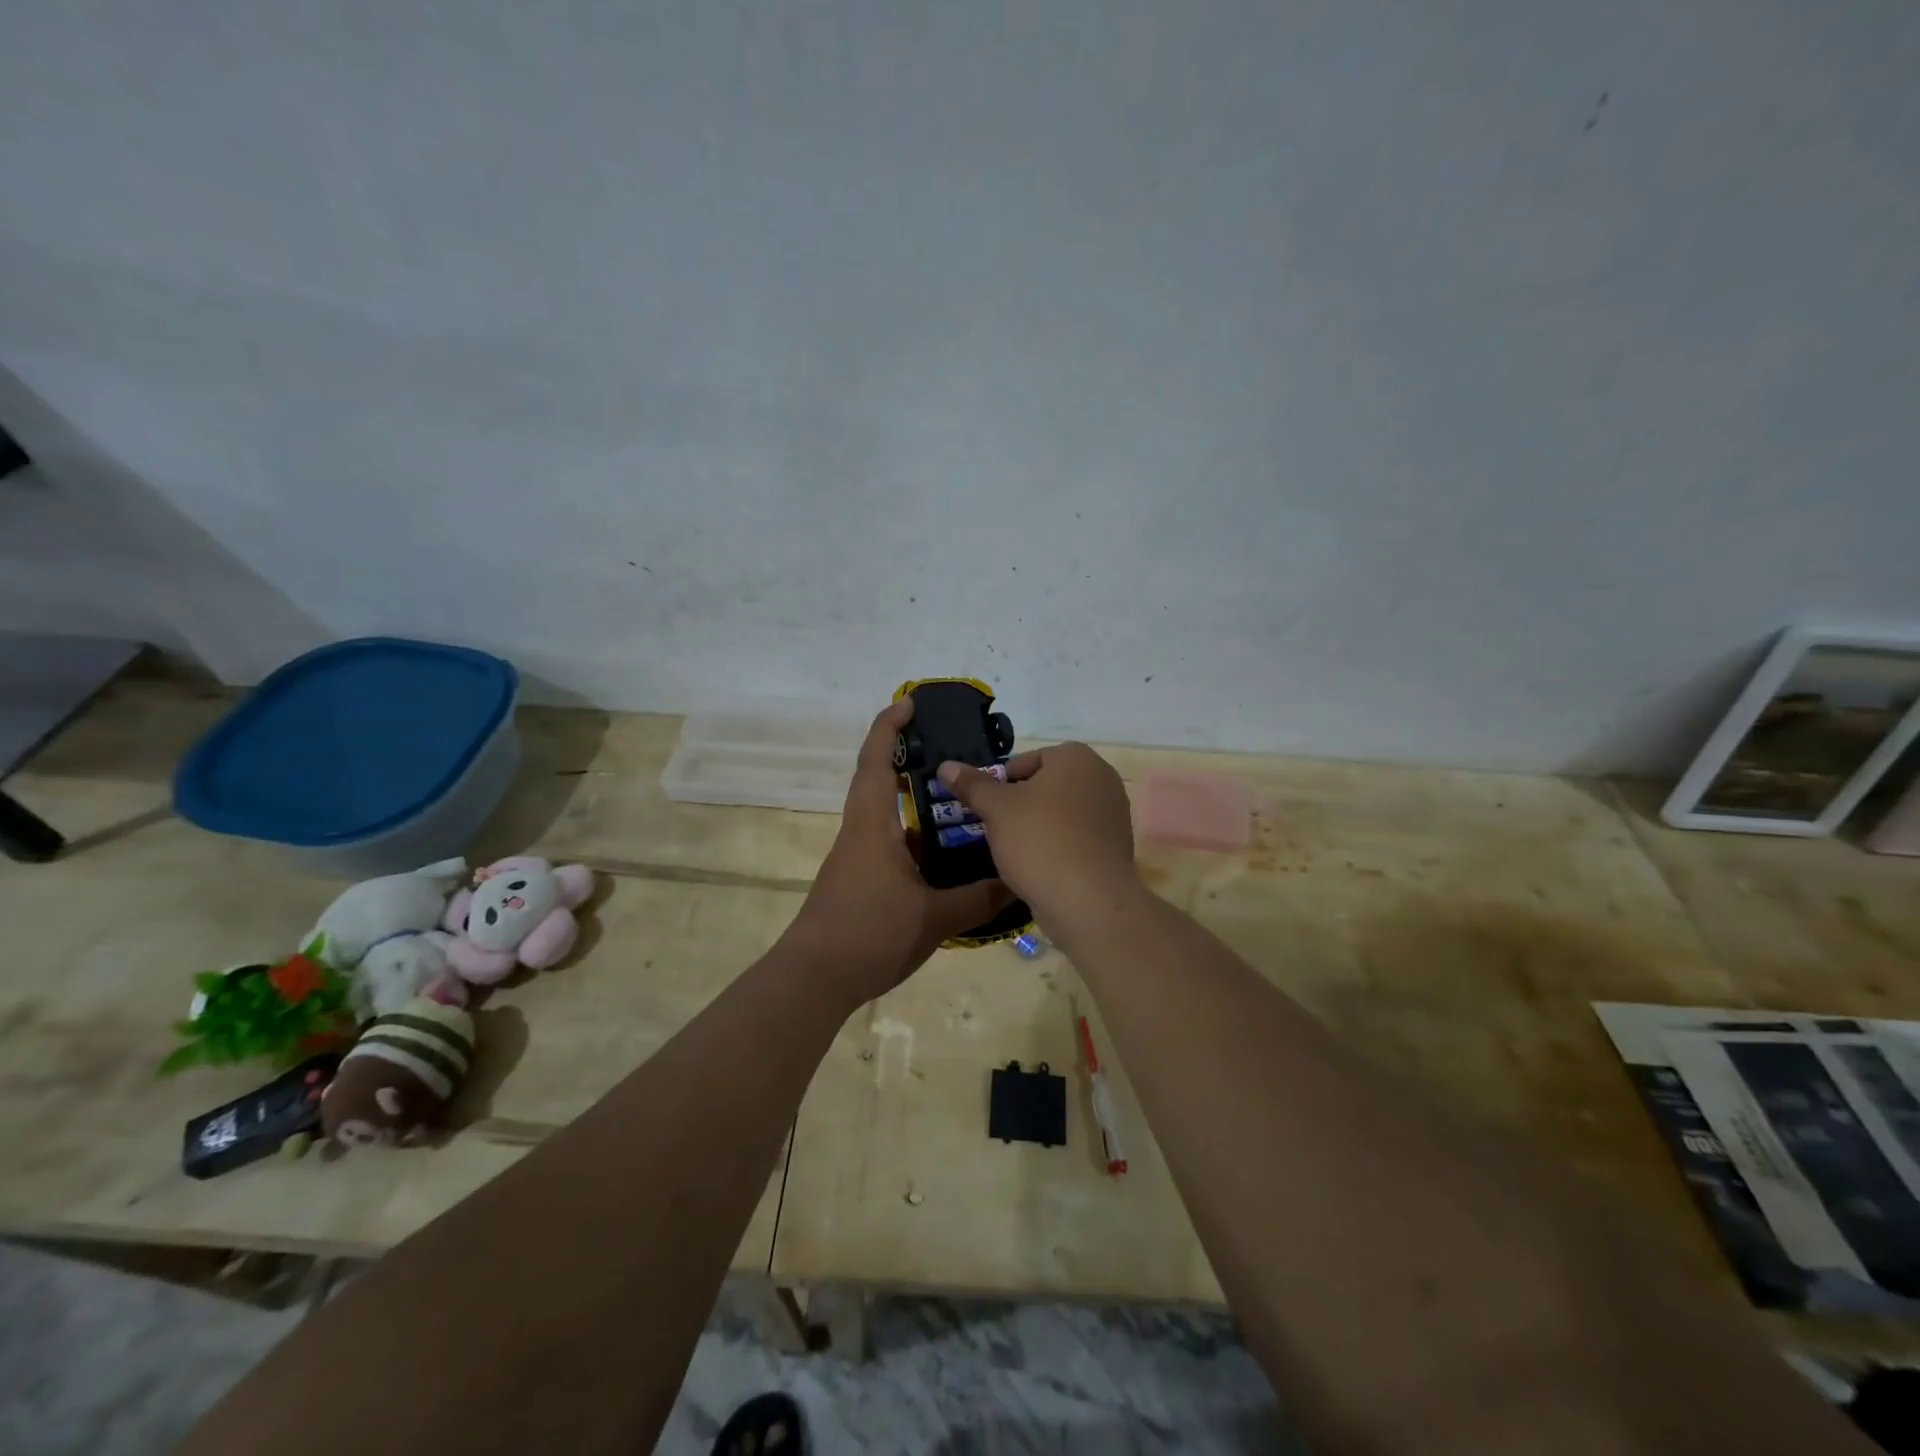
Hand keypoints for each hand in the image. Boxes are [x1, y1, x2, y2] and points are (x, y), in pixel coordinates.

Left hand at [787, 698, 1013, 1004]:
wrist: (814, 979)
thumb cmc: (869, 934)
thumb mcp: (933, 918)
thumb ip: (978, 898)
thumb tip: (1019, 881)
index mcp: (872, 825)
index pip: (876, 760)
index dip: (890, 726)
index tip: (909, 704)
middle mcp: (861, 832)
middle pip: (880, 781)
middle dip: (909, 759)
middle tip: (953, 754)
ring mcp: (858, 858)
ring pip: (889, 817)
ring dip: (918, 805)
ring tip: (963, 804)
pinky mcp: (860, 881)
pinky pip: (892, 846)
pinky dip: (917, 840)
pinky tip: (948, 859)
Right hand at [934, 743, 1138, 919]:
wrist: (1088, 901)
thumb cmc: (1039, 841)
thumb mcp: (996, 809)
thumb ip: (972, 784)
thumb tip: (946, 766)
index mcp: (1076, 757)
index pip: (1026, 761)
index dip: (1001, 783)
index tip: (988, 809)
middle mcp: (1102, 778)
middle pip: (1046, 786)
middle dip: (1021, 805)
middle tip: (998, 829)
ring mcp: (1114, 813)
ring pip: (1062, 813)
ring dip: (1038, 826)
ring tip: (1017, 851)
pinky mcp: (1116, 846)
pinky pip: (1077, 837)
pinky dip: (1058, 846)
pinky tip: (1041, 868)